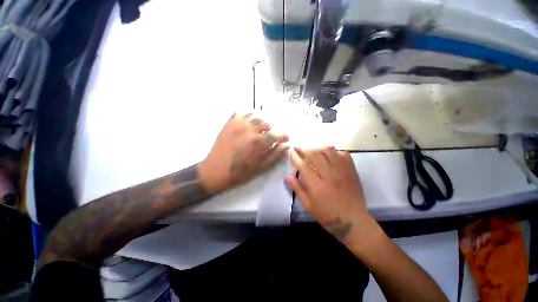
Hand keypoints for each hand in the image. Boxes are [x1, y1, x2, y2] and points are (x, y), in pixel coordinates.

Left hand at [197, 114, 288, 192]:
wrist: (214, 171)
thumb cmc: (239, 173)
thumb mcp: (260, 167)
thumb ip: (274, 155)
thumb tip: (286, 145)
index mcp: (258, 142)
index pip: (276, 135)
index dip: (283, 136)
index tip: (286, 138)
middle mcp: (249, 129)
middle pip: (266, 124)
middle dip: (270, 130)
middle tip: (269, 137)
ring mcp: (237, 124)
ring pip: (255, 117)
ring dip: (260, 123)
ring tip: (258, 131)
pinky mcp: (228, 123)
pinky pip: (240, 114)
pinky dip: (247, 117)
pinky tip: (247, 125)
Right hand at [286, 147, 368, 241]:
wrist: (353, 221)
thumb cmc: (327, 215)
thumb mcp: (308, 205)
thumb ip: (297, 188)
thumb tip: (288, 176)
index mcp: (317, 185)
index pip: (303, 165)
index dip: (295, 156)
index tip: (291, 150)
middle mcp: (329, 175)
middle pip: (314, 154)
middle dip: (304, 149)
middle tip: (298, 147)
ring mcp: (342, 171)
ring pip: (328, 151)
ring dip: (318, 148)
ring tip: (313, 150)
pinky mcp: (352, 170)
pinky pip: (343, 154)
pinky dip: (335, 152)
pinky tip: (330, 156)